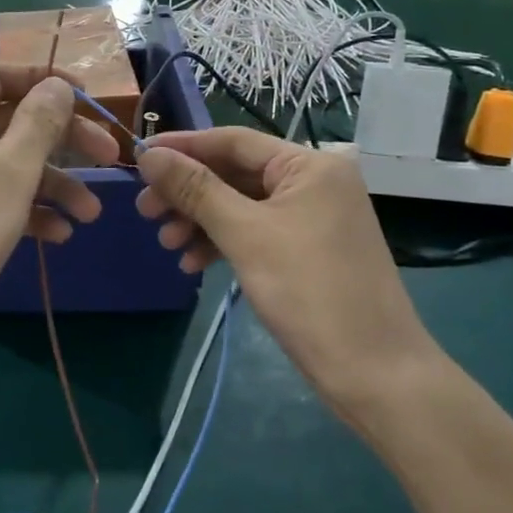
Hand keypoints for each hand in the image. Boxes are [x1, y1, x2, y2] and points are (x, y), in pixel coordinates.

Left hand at [0, 64, 118, 363]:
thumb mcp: (10, 173)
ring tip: (91, 215)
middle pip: (13, 121)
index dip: (44, 80)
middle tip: (110, 157)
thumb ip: (39, 124)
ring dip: (53, 185)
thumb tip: (56, 86)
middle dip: (64, 140)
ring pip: (10, 167)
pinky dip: (28, 212)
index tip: (88, 99)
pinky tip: (59, 236)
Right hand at [135, 129, 442, 427]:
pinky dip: (221, 243)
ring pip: (240, 206)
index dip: (183, 146)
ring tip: (166, 243)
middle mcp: (313, 182)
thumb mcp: (245, 234)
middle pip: (234, 174)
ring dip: (199, 221)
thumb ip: (195, 190)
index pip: (233, 141)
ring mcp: (311, 218)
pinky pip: (254, 232)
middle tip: (144, 210)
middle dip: (187, 192)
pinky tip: (192, 264)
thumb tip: (149, 155)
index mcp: (309, 165)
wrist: (373, 371)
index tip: (139, 156)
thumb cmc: (309, 291)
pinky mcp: (305, 250)